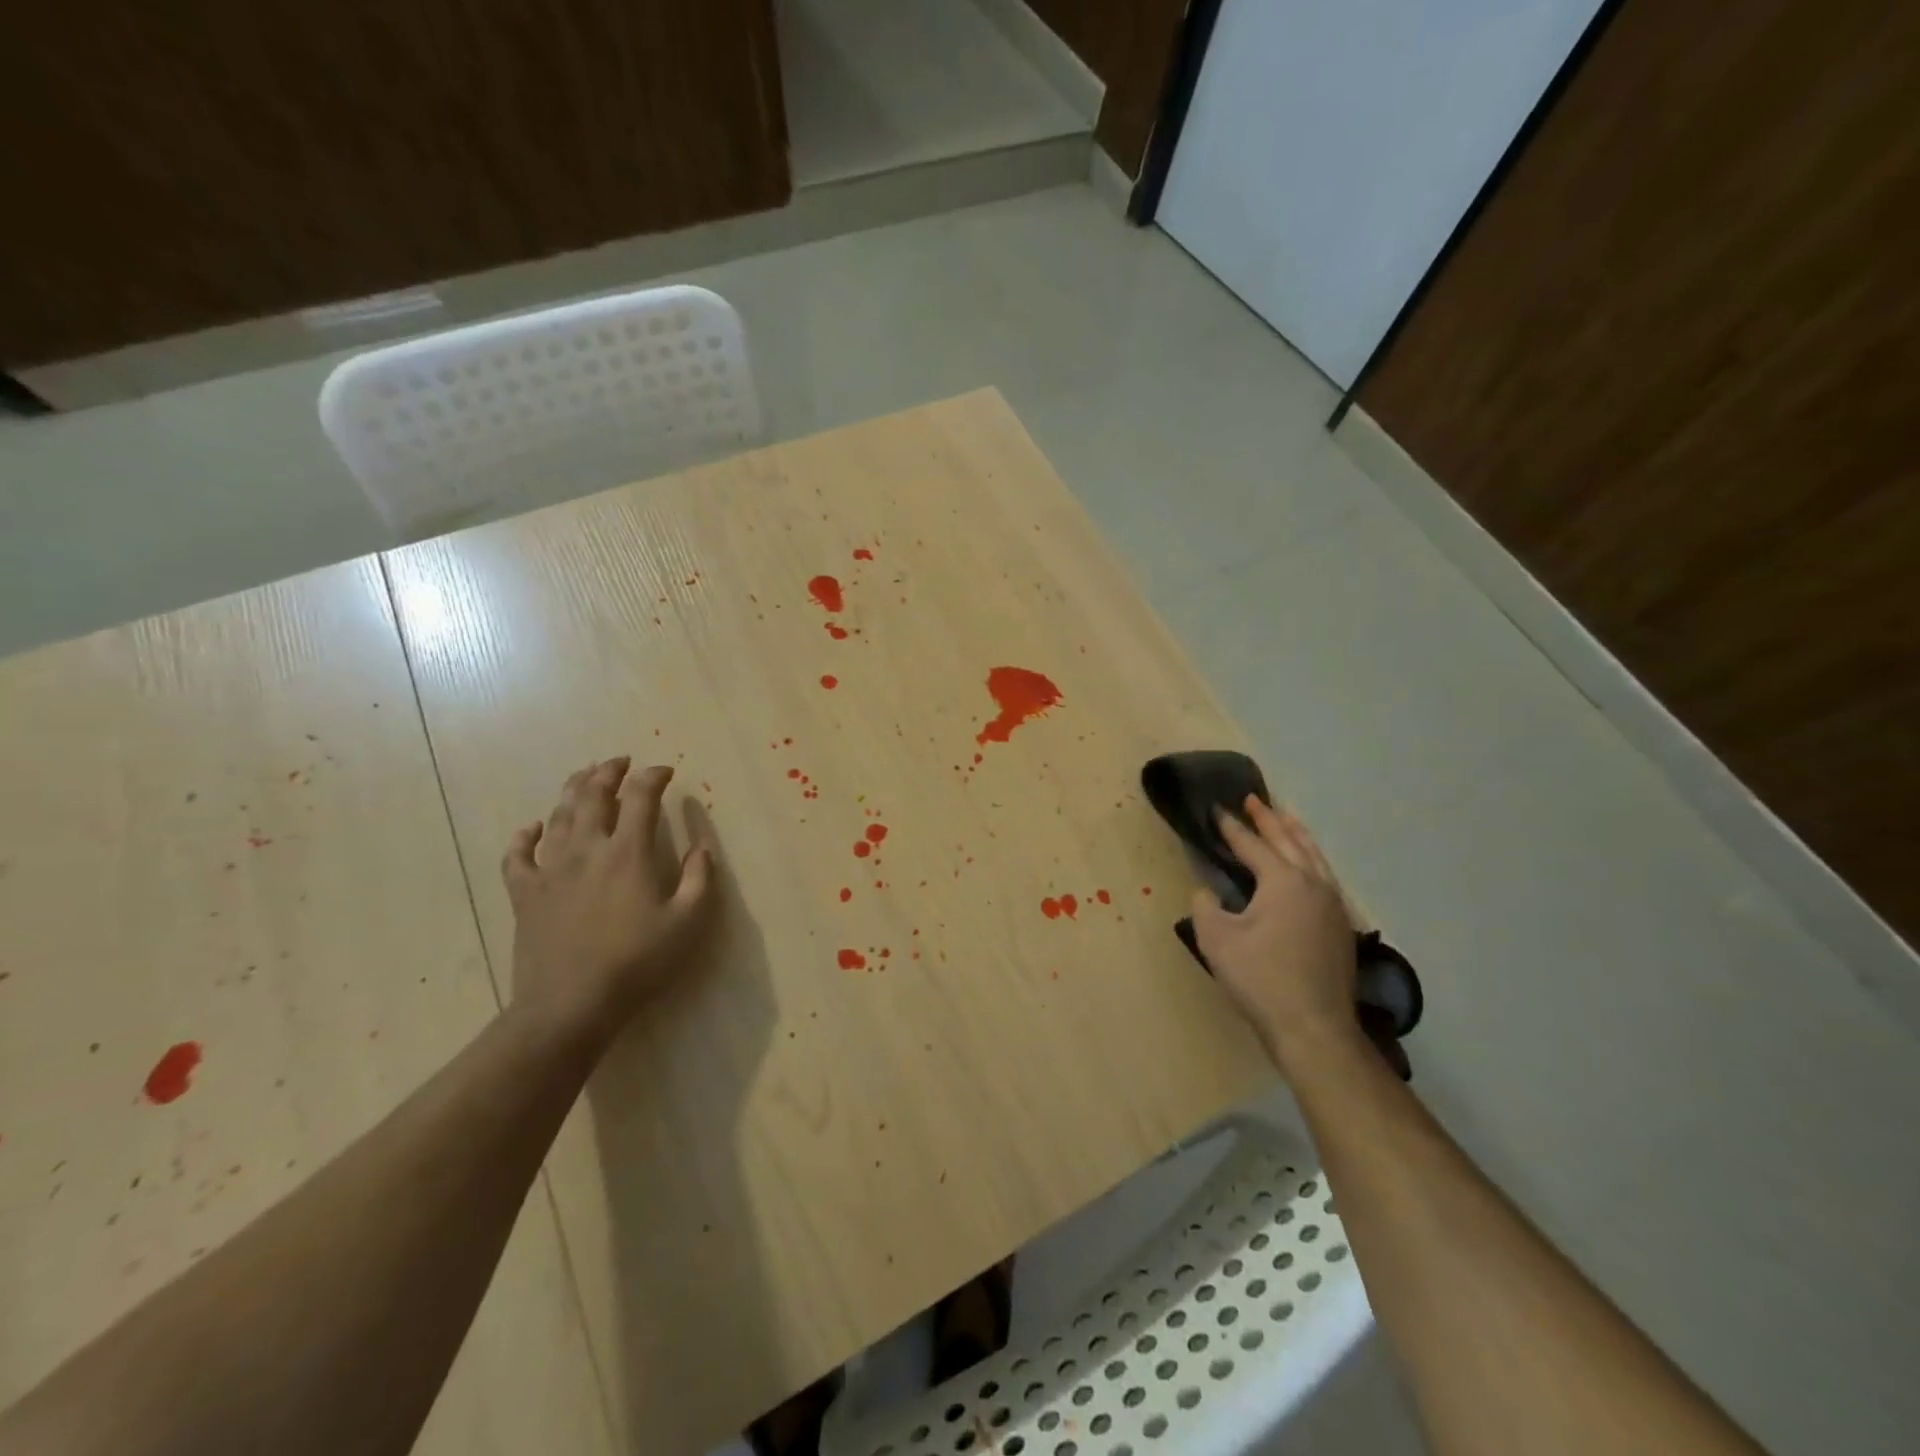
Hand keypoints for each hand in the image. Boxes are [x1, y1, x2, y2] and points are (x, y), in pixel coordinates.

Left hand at [502, 758, 714, 1051]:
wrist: (570, 1006)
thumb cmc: (638, 963)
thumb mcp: (687, 923)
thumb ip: (700, 879)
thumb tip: (702, 847)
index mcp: (628, 852)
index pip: (640, 797)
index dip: (653, 777)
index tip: (666, 772)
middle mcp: (587, 849)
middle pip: (593, 795)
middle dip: (609, 772)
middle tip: (621, 762)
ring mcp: (550, 870)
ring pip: (558, 816)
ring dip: (573, 790)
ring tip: (585, 777)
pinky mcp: (525, 894)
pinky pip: (517, 855)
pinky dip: (524, 836)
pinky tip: (531, 828)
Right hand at [1191, 795, 1361, 1072]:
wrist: (1313, 1027)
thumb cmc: (1260, 978)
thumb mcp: (1216, 939)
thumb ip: (1206, 906)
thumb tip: (1208, 892)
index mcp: (1283, 881)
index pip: (1253, 845)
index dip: (1232, 828)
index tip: (1217, 809)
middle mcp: (1313, 884)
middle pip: (1289, 842)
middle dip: (1269, 819)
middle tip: (1253, 799)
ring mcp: (1332, 905)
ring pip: (1314, 857)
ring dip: (1296, 835)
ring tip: (1286, 818)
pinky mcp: (1340, 926)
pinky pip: (1325, 876)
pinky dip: (1312, 859)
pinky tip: (1309, 866)